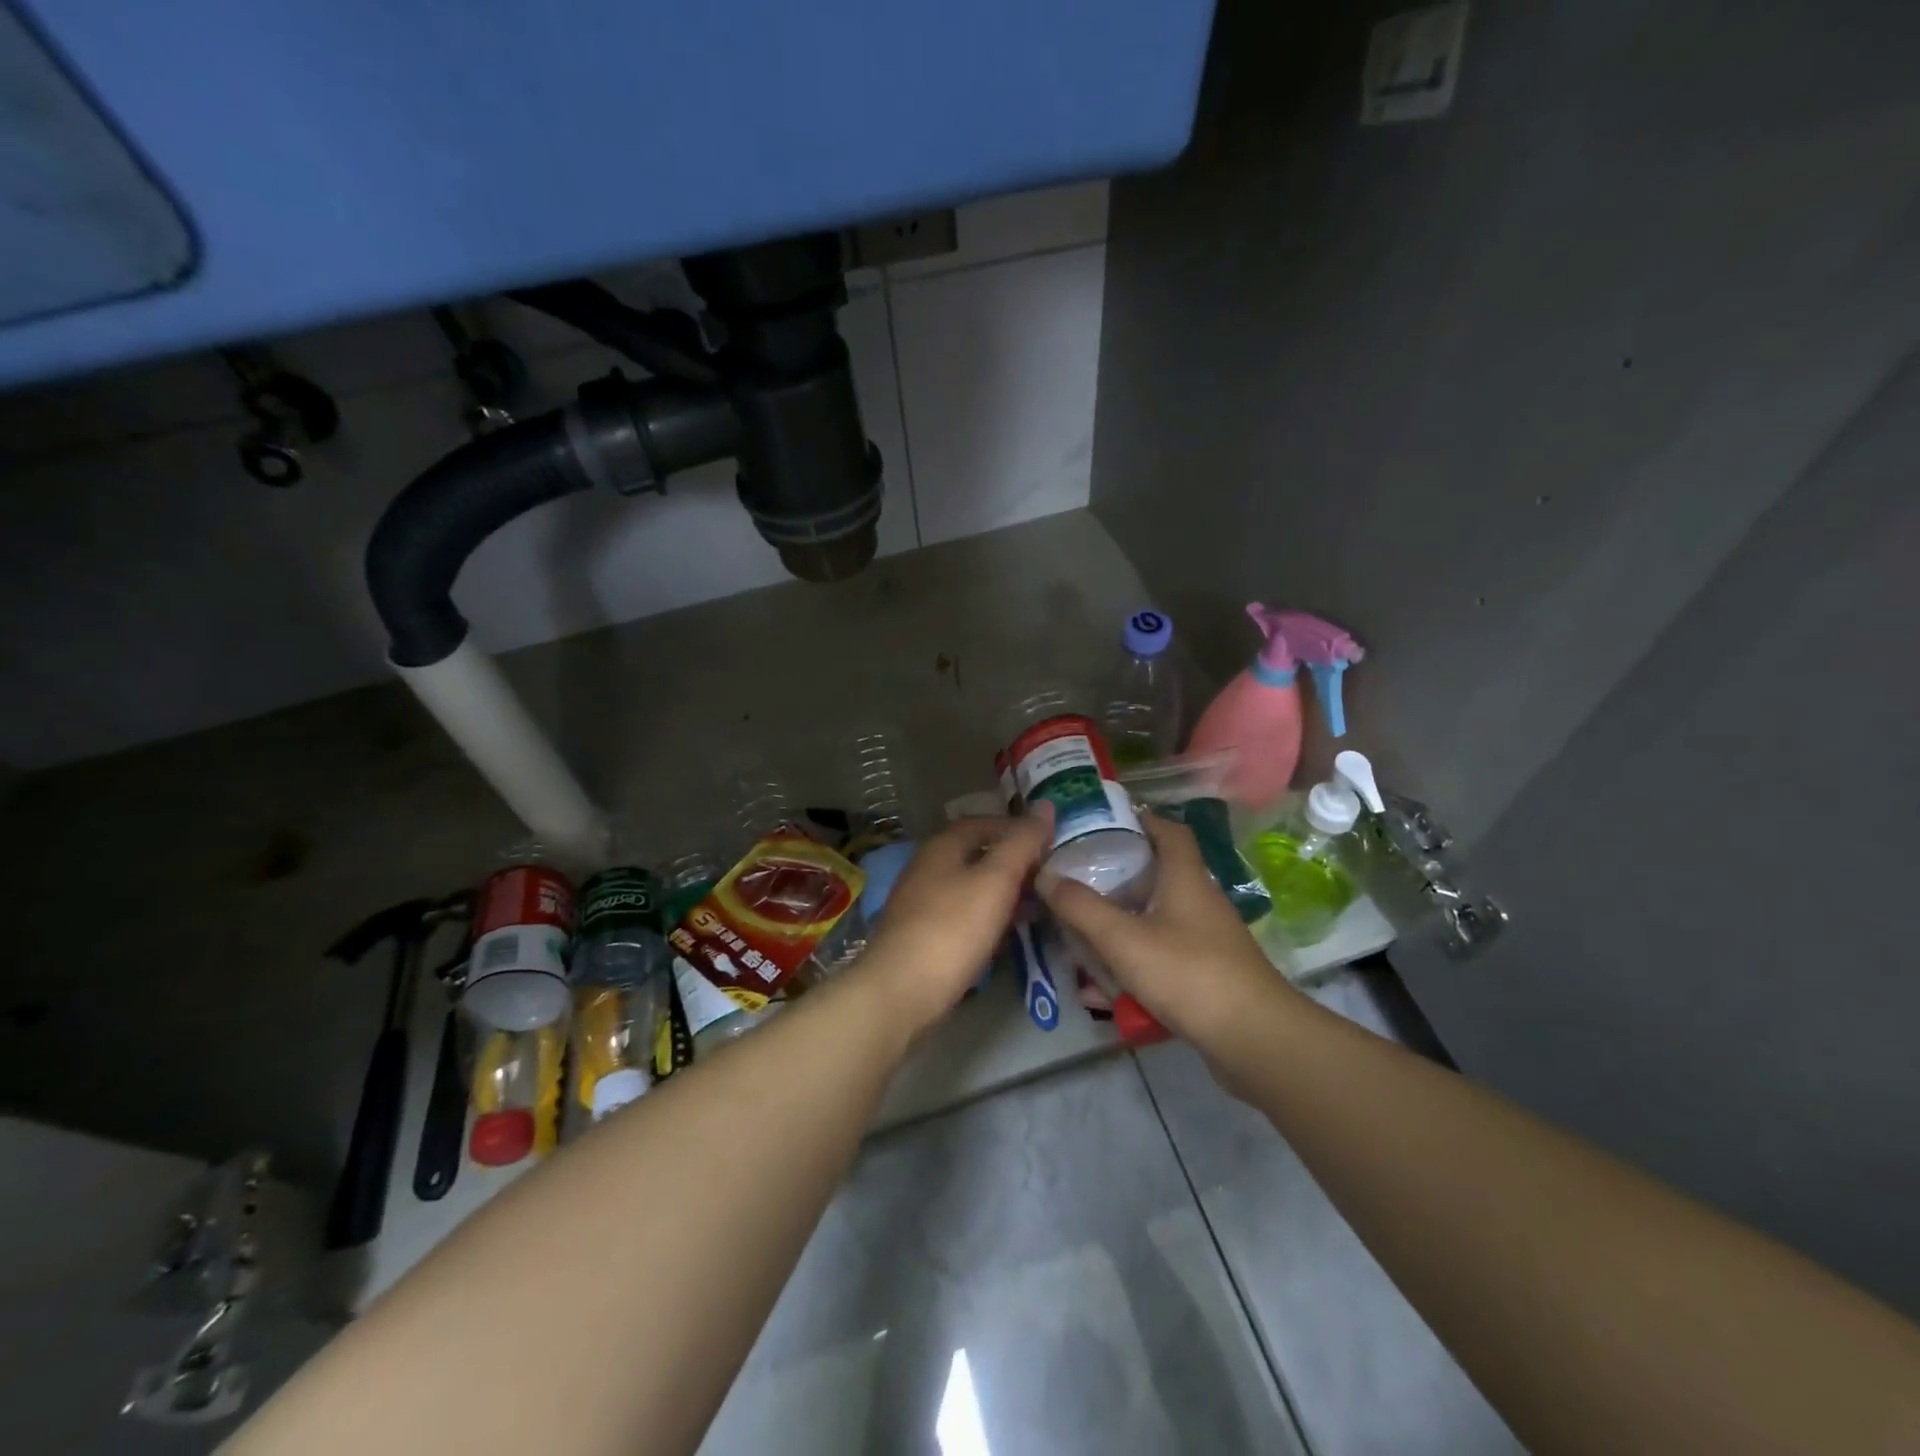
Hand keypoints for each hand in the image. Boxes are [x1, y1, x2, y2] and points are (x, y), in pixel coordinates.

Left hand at [854, 807, 1054, 1037]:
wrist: (900, 992)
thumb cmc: (952, 929)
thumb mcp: (996, 880)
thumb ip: (1022, 843)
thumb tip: (1046, 805)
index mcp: (942, 846)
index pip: (985, 822)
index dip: (1018, 829)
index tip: (1050, 846)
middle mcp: (928, 867)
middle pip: (977, 855)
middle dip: (1014, 864)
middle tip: (1048, 881)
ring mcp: (922, 903)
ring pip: (971, 888)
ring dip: (1003, 894)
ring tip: (1035, 909)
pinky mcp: (923, 936)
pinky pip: (962, 916)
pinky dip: (987, 919)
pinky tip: (1005, 937)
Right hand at [1036, 814, 1294, 1051]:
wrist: (1254, 1039)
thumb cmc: (1188, 973)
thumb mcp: (1123, 938)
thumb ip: (1080, 907)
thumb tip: (1045, 875)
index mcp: (1185, 878)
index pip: (1169, 831)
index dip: (1140, 820)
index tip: (1102, 824)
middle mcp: (1198, 901)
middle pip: (1156, 876)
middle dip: (1115, 879)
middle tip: (1075, 882)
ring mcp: (1205, 940)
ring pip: (1154, 921)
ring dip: (1119, 927)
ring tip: (1078, 936)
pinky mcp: (1206, 974)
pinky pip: (1160, 958)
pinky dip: (1132, 966)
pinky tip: (1102, 992)